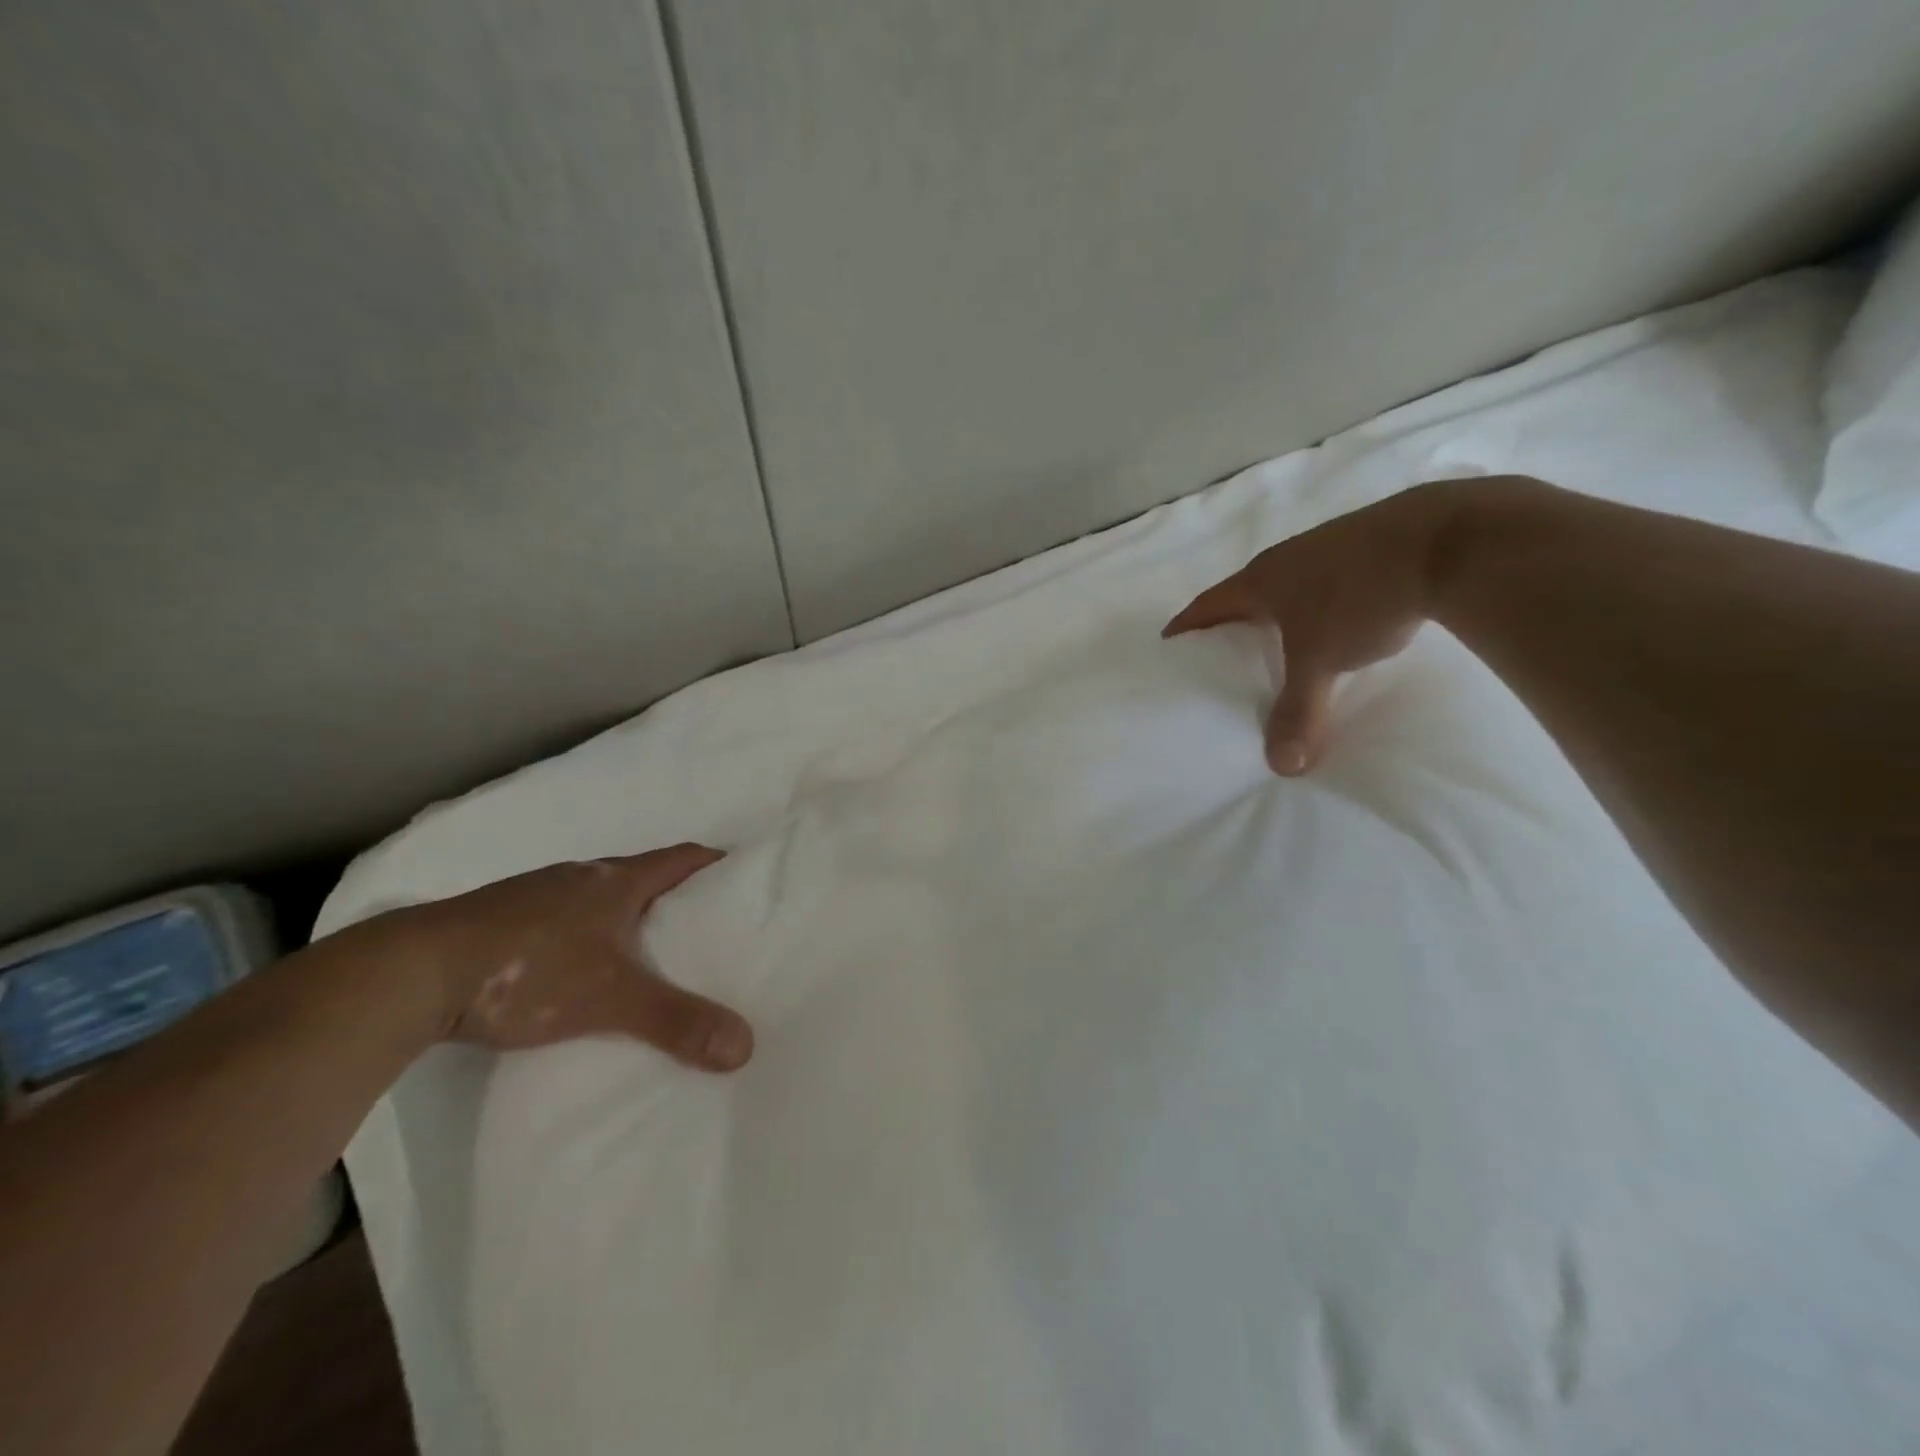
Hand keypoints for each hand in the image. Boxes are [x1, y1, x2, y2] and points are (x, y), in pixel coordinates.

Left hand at [374, 844, 752, 1070]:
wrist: (411, 974)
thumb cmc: (528, 968)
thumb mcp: (610, 998)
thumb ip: (676, 1021)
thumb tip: (745, 1046)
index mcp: (615, 880)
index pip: (682, 858)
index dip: (715, 864)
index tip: (744, 878)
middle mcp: (580, 877)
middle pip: (643, 875)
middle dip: (676, 896)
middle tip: (706, 928)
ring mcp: (537, 895)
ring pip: (599, 898)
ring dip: (627, 916)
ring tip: (649, 953)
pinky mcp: (502, 921)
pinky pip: (563, 919)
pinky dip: (586, 935)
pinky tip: (579, 969)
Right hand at [1164, 479, 1493, 774]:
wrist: (1449, 540)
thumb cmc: (1360, 598)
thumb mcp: (1321, 661)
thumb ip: (1299, 712)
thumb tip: (1282, 767)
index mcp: (1263, 579)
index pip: (1210, 603)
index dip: (1188, 622)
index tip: (1170, 638)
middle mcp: (1289, 557)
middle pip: (1247, 590)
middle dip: (1232, 618)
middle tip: (1223, 647)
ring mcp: (1331, 545)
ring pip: (1291, 583)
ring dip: (1280, 608)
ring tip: (1279, 638)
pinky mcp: (1371, 544)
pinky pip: (1330, 578)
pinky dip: (1321, 602)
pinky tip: (1339, 620)